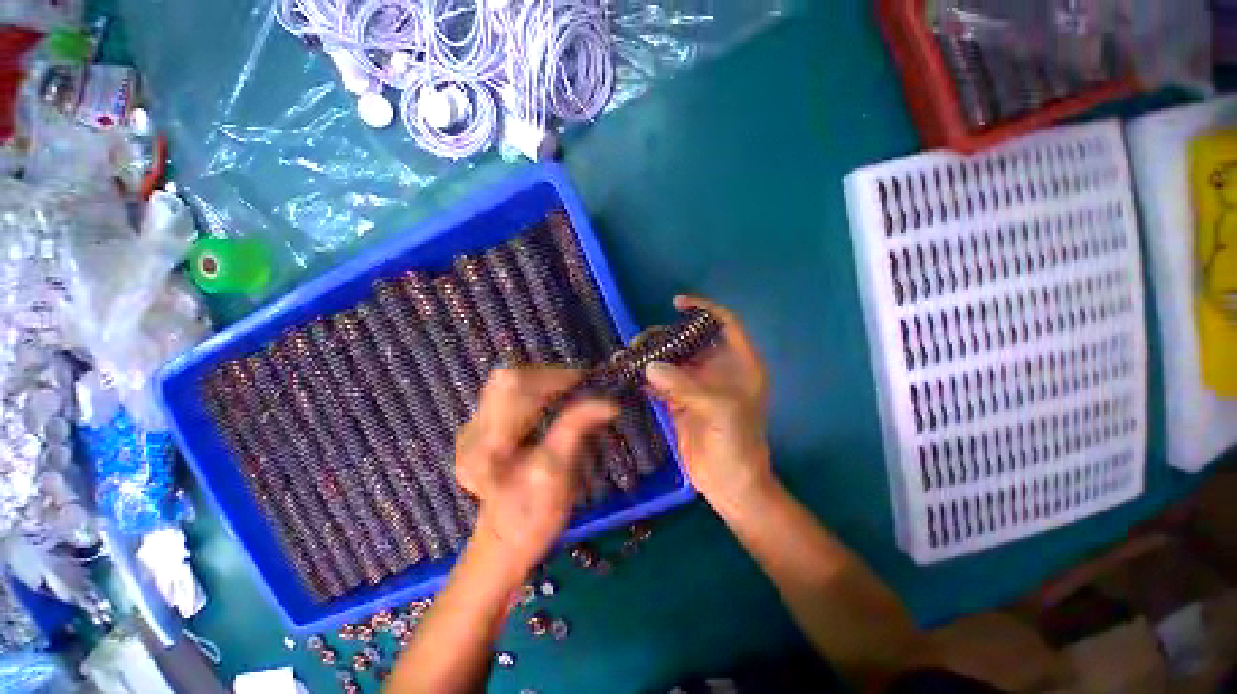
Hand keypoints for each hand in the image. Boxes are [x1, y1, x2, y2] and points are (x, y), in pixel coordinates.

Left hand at [455, 367, 616, 574]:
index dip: (551, 376)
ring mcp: (471, 429)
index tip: (585, 380)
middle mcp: (471, 431)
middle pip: (506, 379)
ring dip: (541, 382)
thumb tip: (609, 402)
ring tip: (568, 392)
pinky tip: (551, 404)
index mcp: (486, 446)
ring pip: (506, 384)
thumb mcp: (558, 474)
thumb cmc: (533, 515)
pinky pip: (506, 395)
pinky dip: (533, 392)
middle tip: (578, 385)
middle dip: (547, 376)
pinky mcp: (479, 429)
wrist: (505, 542)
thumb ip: (576, 429)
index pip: (513, 386)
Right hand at [644, 296, 772, 509]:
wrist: (729, 483)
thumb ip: (685, 385)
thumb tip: (650, 366)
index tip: (677, 304)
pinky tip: (630, 375)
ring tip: (629, 356)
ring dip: (652, 357)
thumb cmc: (736, 443)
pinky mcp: (681, 402)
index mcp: (740, 364)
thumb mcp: (718, 410)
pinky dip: (647, 378)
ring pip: (673, 361)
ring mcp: (698, 386)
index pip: (725, 323)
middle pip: (691, 341)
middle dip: (666, 336)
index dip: (704, 309)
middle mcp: (719, 370)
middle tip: (640, 341)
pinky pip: (662, 382)